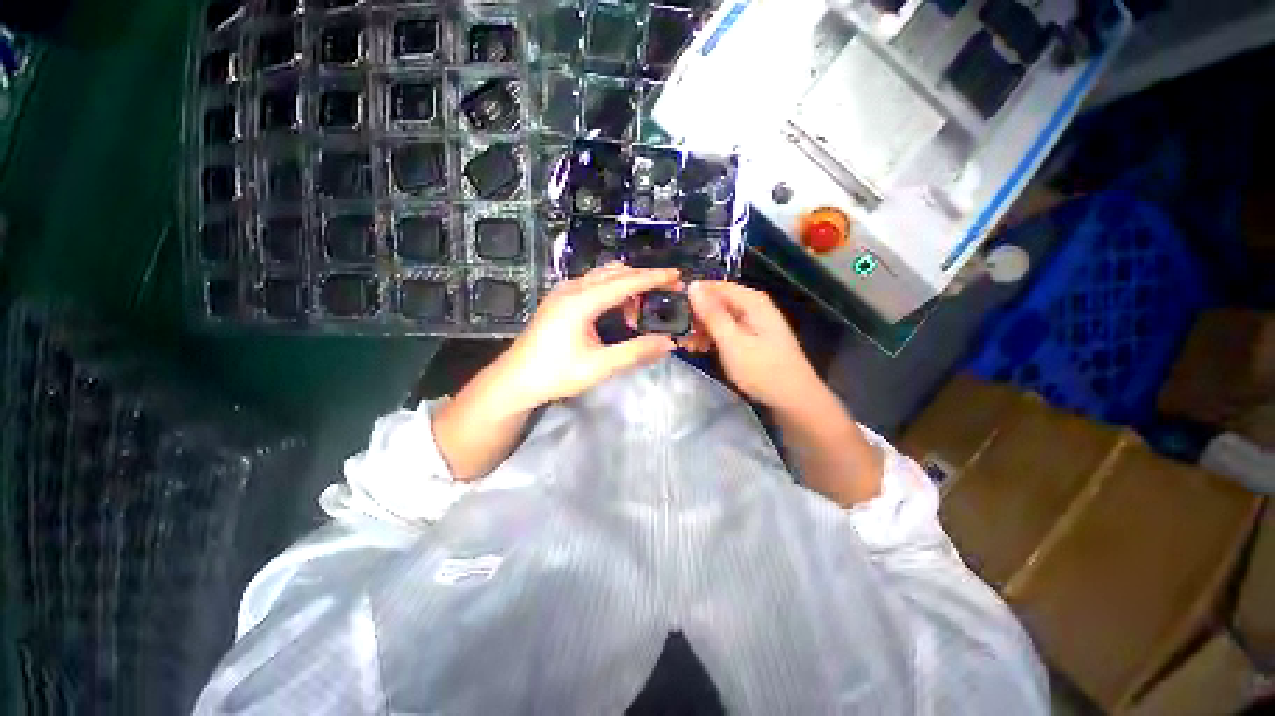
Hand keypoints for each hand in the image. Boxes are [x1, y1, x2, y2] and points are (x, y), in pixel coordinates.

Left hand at [491, 264, 680, 410]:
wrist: (515, 380)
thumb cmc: (555, 374)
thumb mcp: (599, 366)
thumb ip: (636, 352)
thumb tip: (668, 343)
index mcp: (581, 301)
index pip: (626, 282)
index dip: (653, 278)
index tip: (677, 277)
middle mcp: (572, 288)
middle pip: (615, 273)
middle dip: (643, 280)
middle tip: (666, 293)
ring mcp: (563, 292)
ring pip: (604, 277)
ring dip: (627, 287)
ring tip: (639, 312)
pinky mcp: (560, 299)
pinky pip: (593, 284)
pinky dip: (612, 291)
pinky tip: (618, 313)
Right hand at [688, 281, 824, 410]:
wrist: (794, 399)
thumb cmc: (762, 369)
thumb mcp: (732, 341)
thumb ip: (711, 314)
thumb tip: (693, 285)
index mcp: (752, 301)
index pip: (715, 286)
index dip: (693, 295)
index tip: (672, 309)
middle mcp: (753, 306)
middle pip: (718, 302)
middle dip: (697, 316)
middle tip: (679, 335)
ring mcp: (754, 323)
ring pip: (720, 318)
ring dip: (702, 330)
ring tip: (687, 346)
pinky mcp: (752, 338)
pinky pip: (727, 330)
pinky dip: (713, 338)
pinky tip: (701, 349)